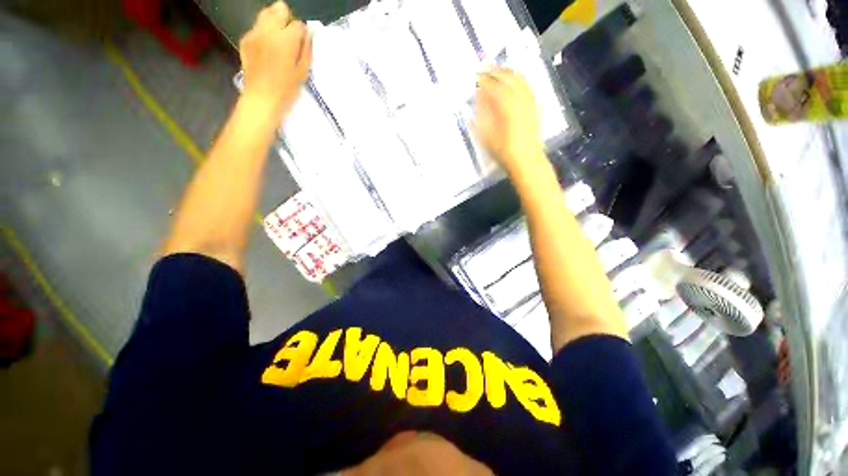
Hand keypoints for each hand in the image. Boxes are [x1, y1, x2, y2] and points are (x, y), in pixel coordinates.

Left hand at [239, 2, 312, 117]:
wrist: (261, 97)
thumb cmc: (287, 89)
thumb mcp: (303, 72)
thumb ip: (307, 50)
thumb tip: (308, 34)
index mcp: (286, 39)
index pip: (298, 24)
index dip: (302, 33)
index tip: (302, 44)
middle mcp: (268, 30)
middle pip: (280, 9)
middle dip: (287, 20)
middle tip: (290, 38)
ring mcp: (254, 33)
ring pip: (266, 13)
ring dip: (274, 22)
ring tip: (278, 40)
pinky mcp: (245, 39)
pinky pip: (257, 27)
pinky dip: (264, 33)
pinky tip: (266, 49)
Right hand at [474, 68, 543, 173]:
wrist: (526, 160)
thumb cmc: (503, 150)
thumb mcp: (487, 135)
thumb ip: (482, 113)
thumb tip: (479, 96)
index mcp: (505, 104)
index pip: (492, 85)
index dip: (482, 79)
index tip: (475, 76)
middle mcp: (519, 97)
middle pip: (506, 76)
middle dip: (494, 71)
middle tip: (484, 69)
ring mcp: (529, 100)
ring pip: (518, 78)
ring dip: (507, 72)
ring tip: (498, 71)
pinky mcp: (535, 105)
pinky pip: (527, 85)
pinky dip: (518, 79)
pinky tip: (514, 81)